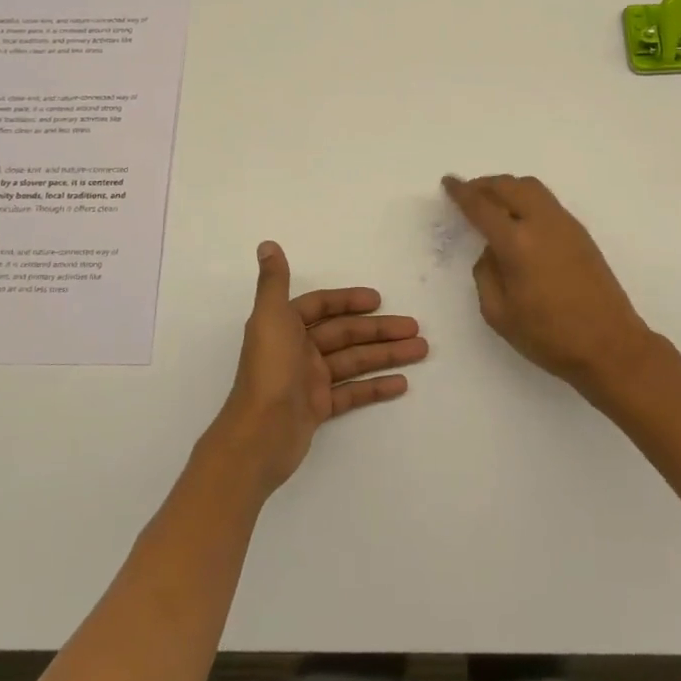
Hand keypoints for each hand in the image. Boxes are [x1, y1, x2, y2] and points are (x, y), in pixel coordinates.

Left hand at [209, 241, 427, 495]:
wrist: (259, 436)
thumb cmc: (268, 371)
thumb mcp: (270, 319)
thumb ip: (274, 282)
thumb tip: (267, 244)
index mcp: (285, 326)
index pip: (321, 307)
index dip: (348, 301)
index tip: (378, 300)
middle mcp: (297, 350)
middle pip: (345, 334)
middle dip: (379, 330)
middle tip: (415, 328)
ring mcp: (309, 381)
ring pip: (354, 361)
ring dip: (386, 354)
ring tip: (421, 350)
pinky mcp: (319, 408)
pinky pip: (352, 392)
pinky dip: (376, 386)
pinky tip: (402, 383)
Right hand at [444, 174, 665, 399]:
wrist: (610, 345)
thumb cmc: (549, 336)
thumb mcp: (499, 313)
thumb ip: (486, 274)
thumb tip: (492, 252)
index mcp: (516, 243)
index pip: (482, 206)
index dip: (462, 193)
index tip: (448, 182)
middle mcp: (542, 224)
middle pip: (509, 185)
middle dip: (484, 184)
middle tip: (468, 192)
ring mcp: (566, 225)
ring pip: (532, 188)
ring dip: (508, 187)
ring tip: (492, 201)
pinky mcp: (581, 234)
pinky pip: (547, 202)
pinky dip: (526, 198)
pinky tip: (519, 219)